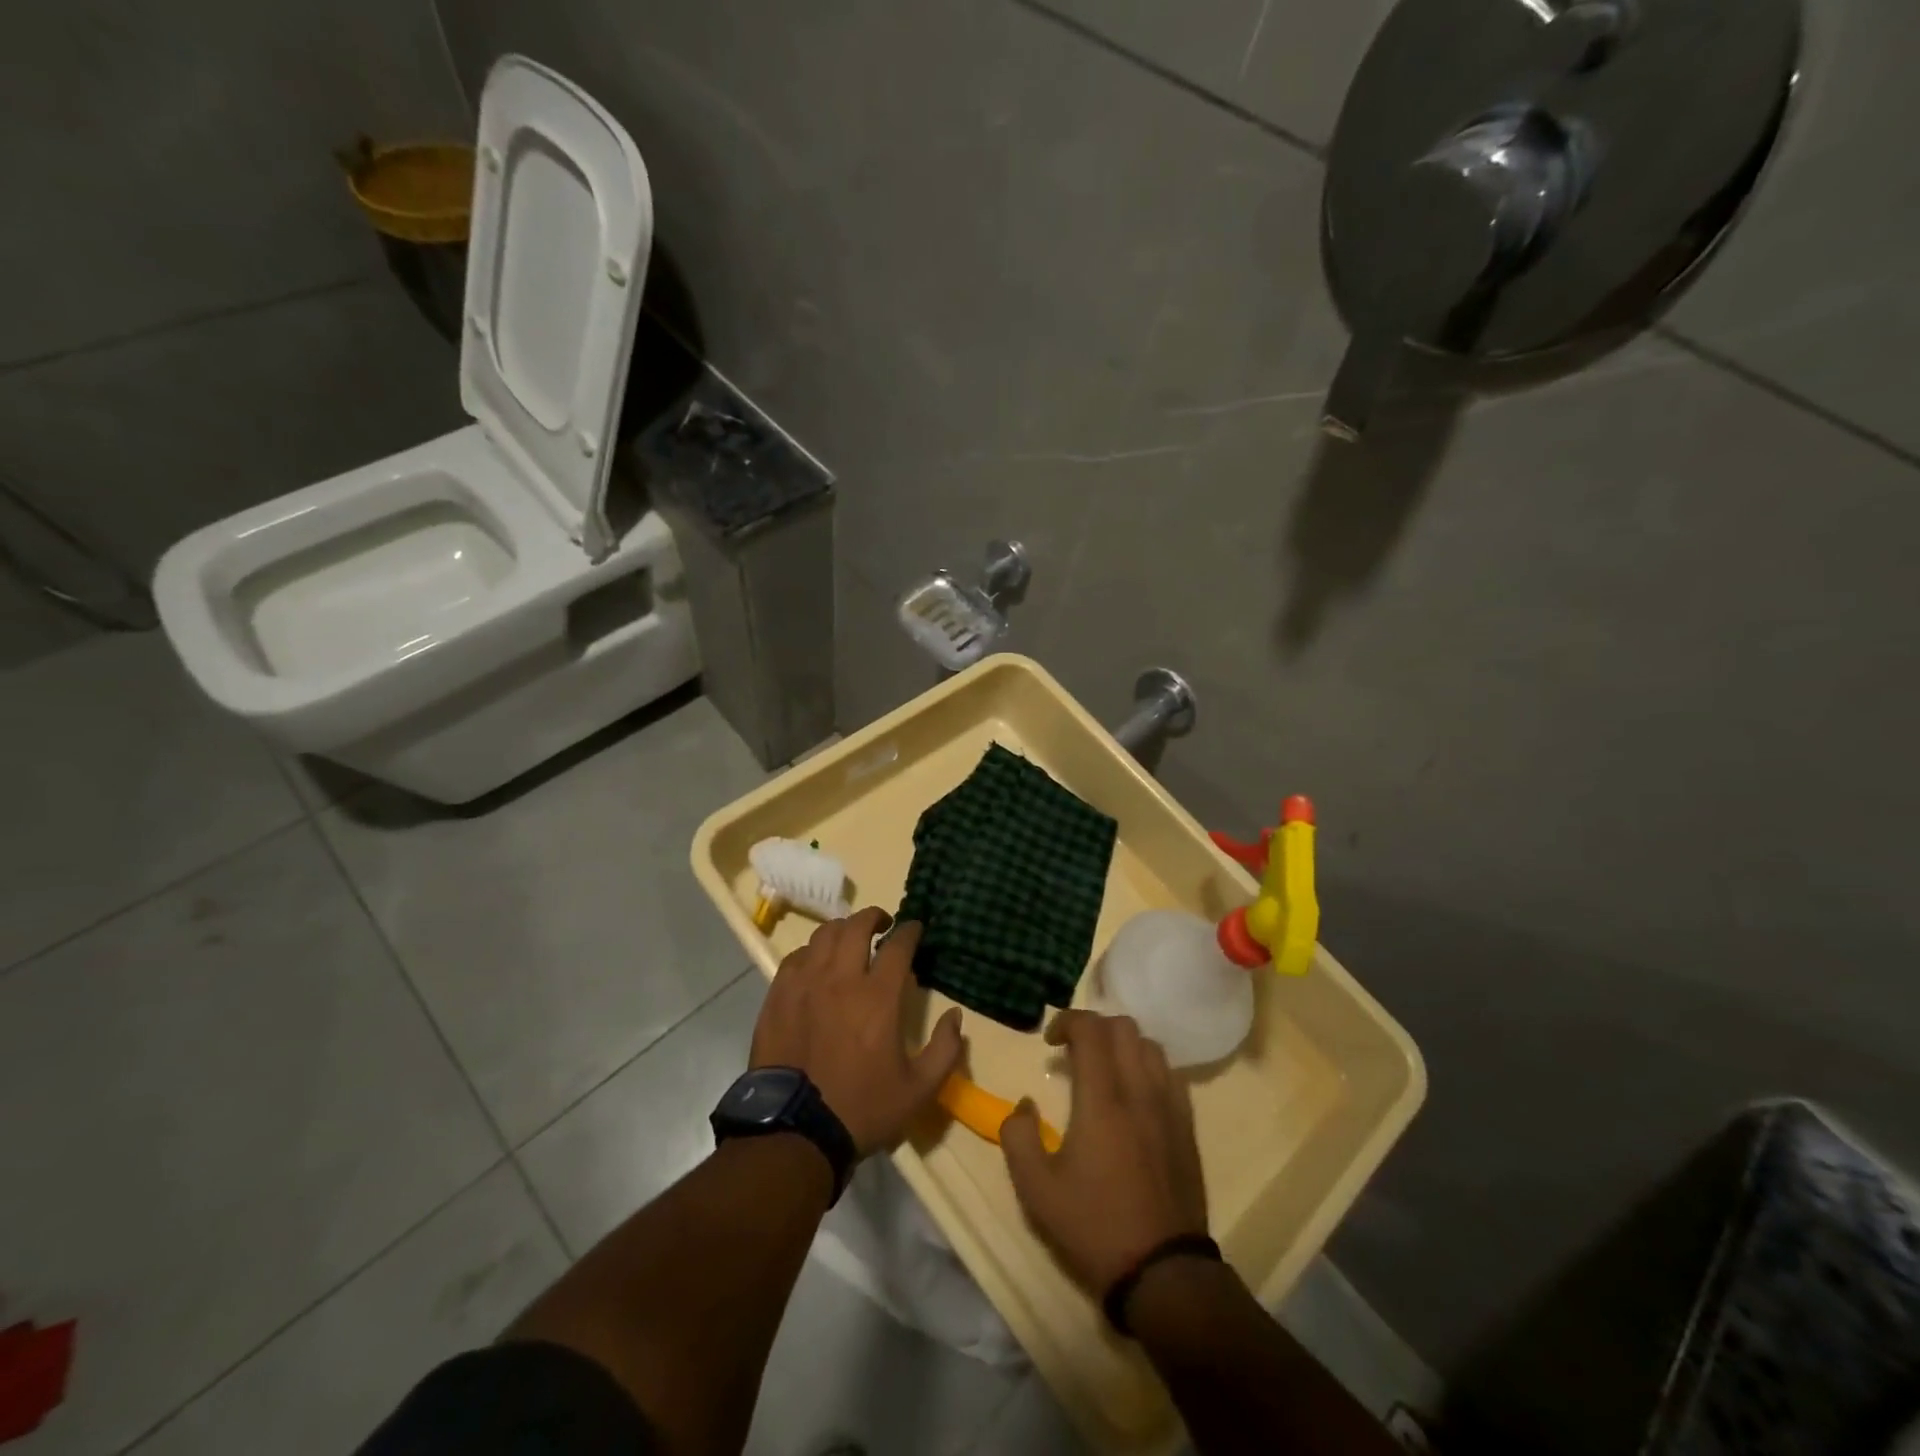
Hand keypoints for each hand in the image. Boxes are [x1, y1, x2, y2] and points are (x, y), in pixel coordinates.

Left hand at [751, 909, 964, 1156]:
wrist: (795, 1132)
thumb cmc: (862, 1109)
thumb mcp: (919, 1090)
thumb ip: (945, 1050)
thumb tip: (956, 1016)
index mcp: (877, 996)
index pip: (897, 945)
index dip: (910, 931)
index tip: (915, 927)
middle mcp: (840, 979)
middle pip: (856, 927)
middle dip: (874, 917)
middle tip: (883, 923)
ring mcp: (804, 985)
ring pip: (823, 936)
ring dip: (842, 930)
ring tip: (850, 938)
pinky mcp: (778, 997)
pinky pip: (796, 958)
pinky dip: (812, 952)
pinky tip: (817, 963)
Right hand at [1002, 1010, 1208, 1294]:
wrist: (1162, 1272)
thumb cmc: (1094, 1226)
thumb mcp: (1036, 1190)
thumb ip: (1018, 1136)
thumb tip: (1025, 1105)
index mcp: (1103, 1099)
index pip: (1091, 1029)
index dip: (1068, 1021)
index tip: (1049, 1041)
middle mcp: (1140, 1090)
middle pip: (1123, 1027)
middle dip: (1094, 1027)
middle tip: (1073, 1052)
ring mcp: (1169, 1107)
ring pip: (1150, 1046)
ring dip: (1122, 1044)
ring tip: (1103, 1069)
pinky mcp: (1186, 1127)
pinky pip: (1170, 1074)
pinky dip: (1147, 1067)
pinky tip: (1133, 1094)